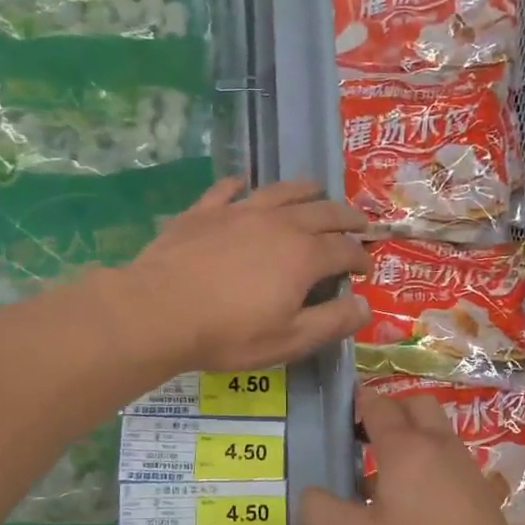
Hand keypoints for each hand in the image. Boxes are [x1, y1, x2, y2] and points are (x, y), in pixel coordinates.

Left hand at [122, 177, 371, 371]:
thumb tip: (365, 304)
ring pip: (281, 191)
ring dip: (306, 190)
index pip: (344, 249)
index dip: (360, 257)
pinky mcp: (204, 211)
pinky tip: (243, 184)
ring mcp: (239, 212)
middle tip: (359, 222)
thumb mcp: (289, 340)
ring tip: (316, 190)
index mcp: (304, 255)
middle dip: (347, 217)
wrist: (159, 311)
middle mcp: (279, 223)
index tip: (366, 267)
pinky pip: (228, 189)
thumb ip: (332, 322)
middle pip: (323, 211)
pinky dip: (241, 184)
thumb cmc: (228, 333)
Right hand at [301, 384, 524, 524]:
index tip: (339, 411)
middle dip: (389, 412)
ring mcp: (465, 467)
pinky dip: (428, 465)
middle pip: (414, 406)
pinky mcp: (481, 492)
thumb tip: (309, 495)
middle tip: (363, 438)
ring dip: (410, 439)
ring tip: (382, 475)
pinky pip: (448, 460)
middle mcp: (438, 445)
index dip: (357, 402)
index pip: (378, 405)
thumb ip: (320, 512)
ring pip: (435, 433)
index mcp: (405, 447)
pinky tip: (413, 503)